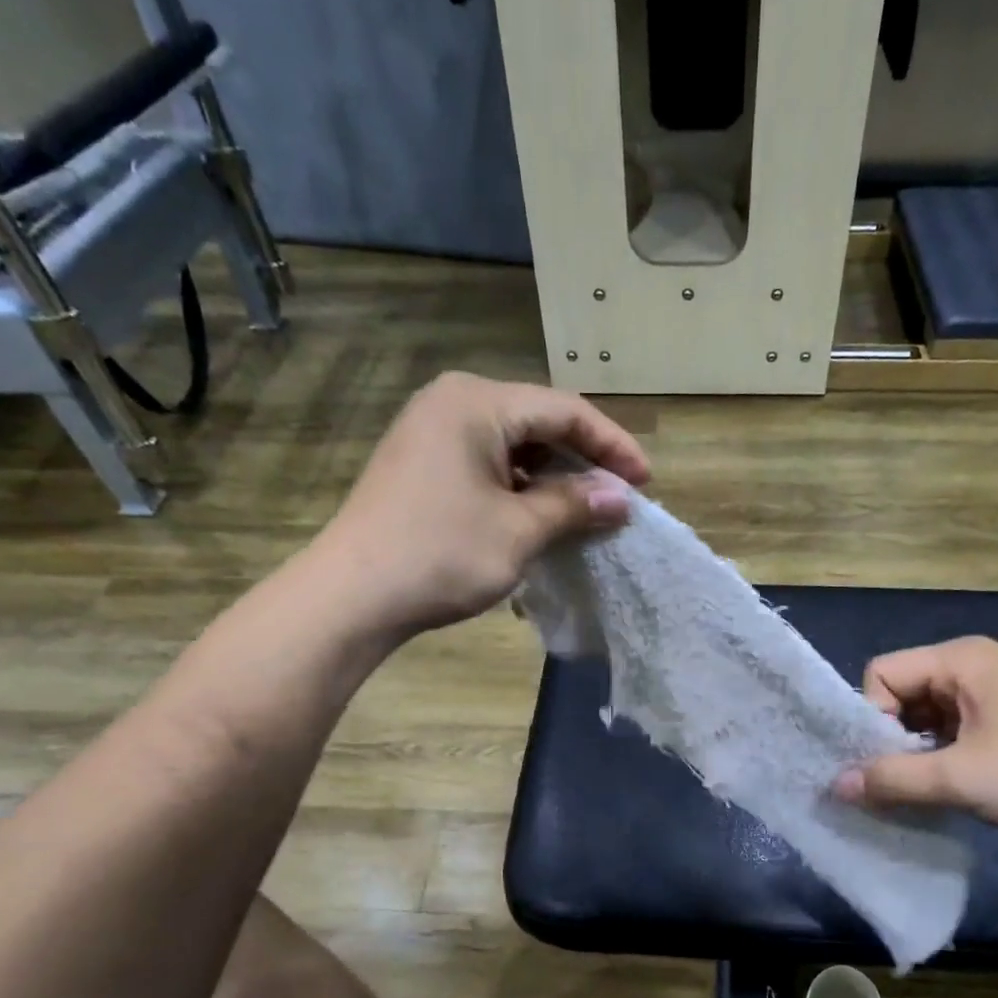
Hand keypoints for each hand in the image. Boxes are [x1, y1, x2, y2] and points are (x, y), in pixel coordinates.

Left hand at [322, 372, 649, 632]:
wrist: (351, 596)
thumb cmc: (441, 554)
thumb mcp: (519, 530)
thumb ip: (574, 505)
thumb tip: (621, 498)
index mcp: (477, 402)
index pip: (564, 411)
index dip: (611, 445)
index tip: (645, 482)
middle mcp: (452, 403)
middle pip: (538, 422)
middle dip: (583, 461)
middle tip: (619, 498)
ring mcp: (431, 433)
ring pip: (513, 446)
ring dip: (553, 478)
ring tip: (587, 512)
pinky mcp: (422, 465)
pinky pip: (487, 465)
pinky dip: (521, 489)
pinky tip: (542, 517)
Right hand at [832, 637, 997, 842]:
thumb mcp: (963, 778)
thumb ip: (894, 780)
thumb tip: (836, 786)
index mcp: (960, 660)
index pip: (881, 674)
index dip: (871, 717)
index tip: (883, 763)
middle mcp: (973, 668)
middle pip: (902, 696)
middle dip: (891, 741)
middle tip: (896, 785)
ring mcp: (995, 696)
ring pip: (928, 720)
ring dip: (917, 757)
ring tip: (924, 794)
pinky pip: (955, 735)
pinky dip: (943, 762)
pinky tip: (951, 793)